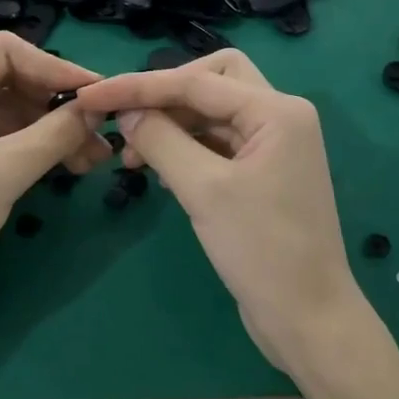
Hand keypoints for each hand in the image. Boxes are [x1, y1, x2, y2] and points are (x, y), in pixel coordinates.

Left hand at [0, 32, 110, 335]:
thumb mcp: (7, 171)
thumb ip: (56, 133)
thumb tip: (98, 108)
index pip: (6, 50)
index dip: (54, 67)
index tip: (94, 94)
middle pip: (9, 77)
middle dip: (55, 103)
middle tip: (99, 132)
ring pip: (7, 108)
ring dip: (48, 127)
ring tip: (91, 157)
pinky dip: (30, 144)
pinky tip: (63, 164)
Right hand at [73, 51, 363, 371]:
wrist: (308, 318)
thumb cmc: (262, 250)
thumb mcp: (204, 190)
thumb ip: (161, 140)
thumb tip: (126, 112)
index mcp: (277, 111)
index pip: (195, 81)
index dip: (138, 87)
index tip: (91, 96)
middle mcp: (279, 116)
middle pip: (211, 80)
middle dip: (165, 94)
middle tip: (127, 119)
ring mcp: (272, 145)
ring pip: (210, 111)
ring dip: (170, 123)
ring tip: (132, 156)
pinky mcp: (261, 171)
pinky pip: (215, 141)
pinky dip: (184, 146)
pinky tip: (158, 170)